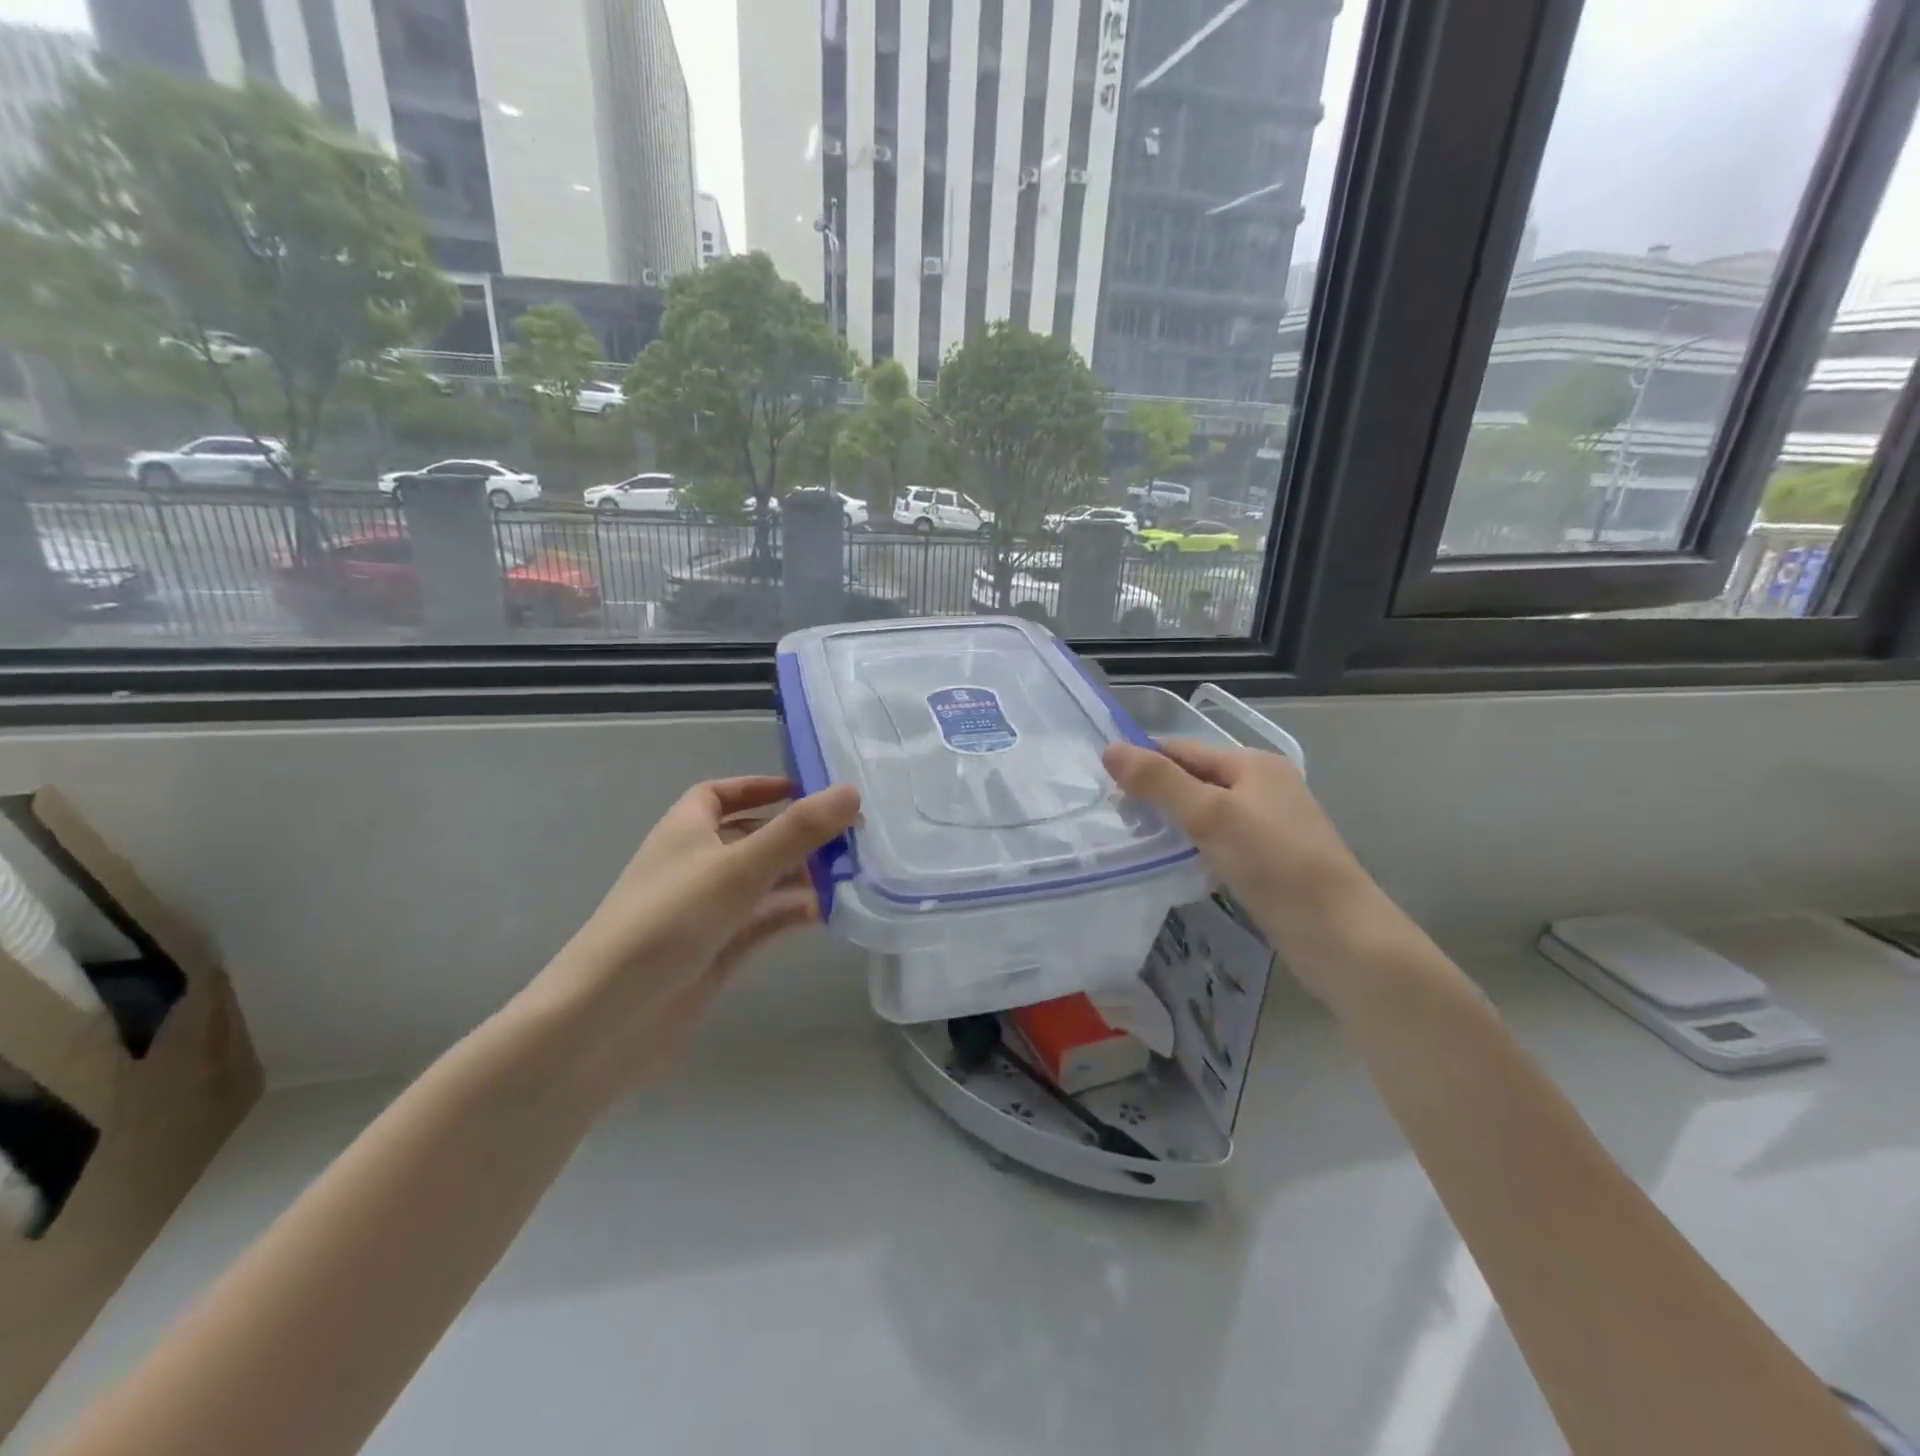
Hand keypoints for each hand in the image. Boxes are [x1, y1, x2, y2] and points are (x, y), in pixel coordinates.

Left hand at [526, 776, 860, 1097]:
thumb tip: (852, 791)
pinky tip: (827, 914)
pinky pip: (762, 921)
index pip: (722, 794)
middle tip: (852, 837)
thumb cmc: (668, 921)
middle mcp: (695, 864)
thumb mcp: (738, 866)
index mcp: (686, 829)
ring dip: (801, 876)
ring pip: (762, 882)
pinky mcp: (716, 951)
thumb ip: (797, 831)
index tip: (808, 791)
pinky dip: (791, 913)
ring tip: (851, 875)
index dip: (761, 787)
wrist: (607, 1017)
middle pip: (752, 838)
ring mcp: (706, 911)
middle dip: (797, 836)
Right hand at [1104, 738, 1382, 991]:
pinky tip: (1175, 863)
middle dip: (1156, 793)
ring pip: (1207, 811)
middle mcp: (1264, 786)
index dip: (1144, 761)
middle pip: (1195, 778)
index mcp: (1254, 763)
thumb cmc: (1273, 863)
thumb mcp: (1210, 815)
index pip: (1183, 749)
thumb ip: (1159, 781)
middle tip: (1117, 819)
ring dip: (1173, 821)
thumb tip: (1110, 749)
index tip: (1104, 787)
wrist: (1339, 934)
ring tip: (1137, 841)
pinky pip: (1220, 840)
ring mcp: (1271, 824)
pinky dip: (1194, 845)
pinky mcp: (1271, 859)